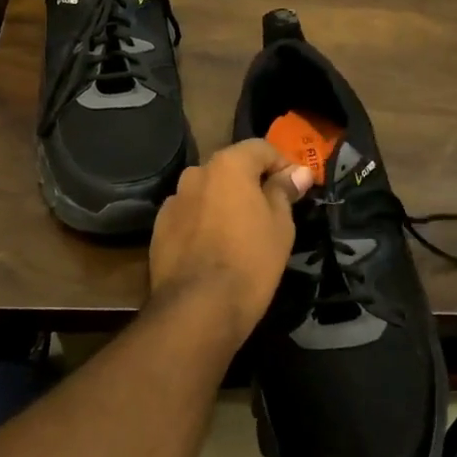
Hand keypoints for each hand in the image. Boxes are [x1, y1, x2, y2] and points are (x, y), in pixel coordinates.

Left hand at [148, 139, 313, 344]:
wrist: (198, 308)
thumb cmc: (250, 261)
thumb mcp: (280, 225)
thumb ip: (284, 191)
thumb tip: (297, 172)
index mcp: (227, 165)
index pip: (260, 148)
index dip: (283, 164)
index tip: (296, 188)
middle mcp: (196, 173)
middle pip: (230, 168)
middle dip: (251, 182)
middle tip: (271, 210)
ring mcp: (173, 201)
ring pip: (207, 192)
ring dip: (224, 202)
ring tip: (240, 231)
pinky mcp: (159, 228)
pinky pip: (190, 215)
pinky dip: (204, 222)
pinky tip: (214, 248)